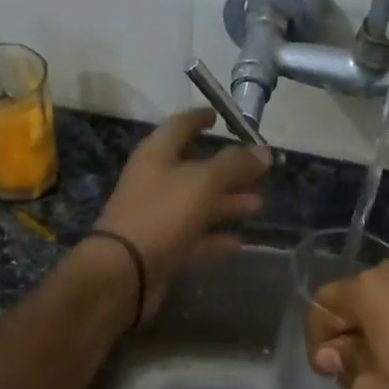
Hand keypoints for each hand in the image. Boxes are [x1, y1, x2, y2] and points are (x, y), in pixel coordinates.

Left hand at [92, 108, 269, 320]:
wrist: (123, 273)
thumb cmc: (161, 215)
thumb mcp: (202, 183)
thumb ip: (234, 165)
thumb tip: (265, 151)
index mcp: (156, 155)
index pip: (179, 126)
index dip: (199, 118)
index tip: (219, 115)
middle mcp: (155, 181)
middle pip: (195, 168)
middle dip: (227, 169)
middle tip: (258, 170)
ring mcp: (158, 216)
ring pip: (198, 203)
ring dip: (228, 203)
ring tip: (259, 204)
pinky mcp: (163, 247)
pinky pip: (195, 236)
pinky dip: (216, 237)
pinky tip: (240, 241)